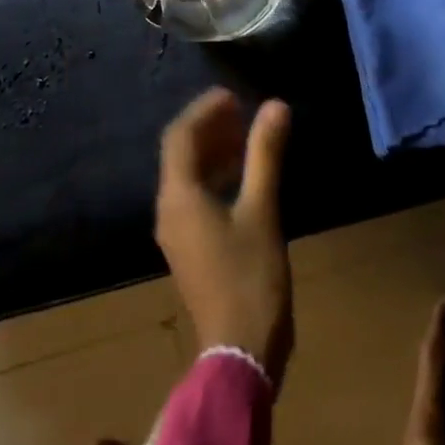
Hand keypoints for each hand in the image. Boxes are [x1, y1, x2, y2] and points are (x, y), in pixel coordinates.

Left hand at [156, 89, 294, 387]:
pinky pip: (196, 197)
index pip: (181, 137)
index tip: (233, 94)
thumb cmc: (250, 277)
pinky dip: (217, 177)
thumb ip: (265, 156)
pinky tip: (245, 175)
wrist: (239, 350)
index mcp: (180, 197)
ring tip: (246, 133)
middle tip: (242, 109)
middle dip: (208, 127)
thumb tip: (275, 106)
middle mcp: (170, 210)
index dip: (204, 110)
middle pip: (180, 154)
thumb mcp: (262, 211)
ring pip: (188, 176)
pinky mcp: (191, 247)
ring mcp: (178, 231)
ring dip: (214, 151)